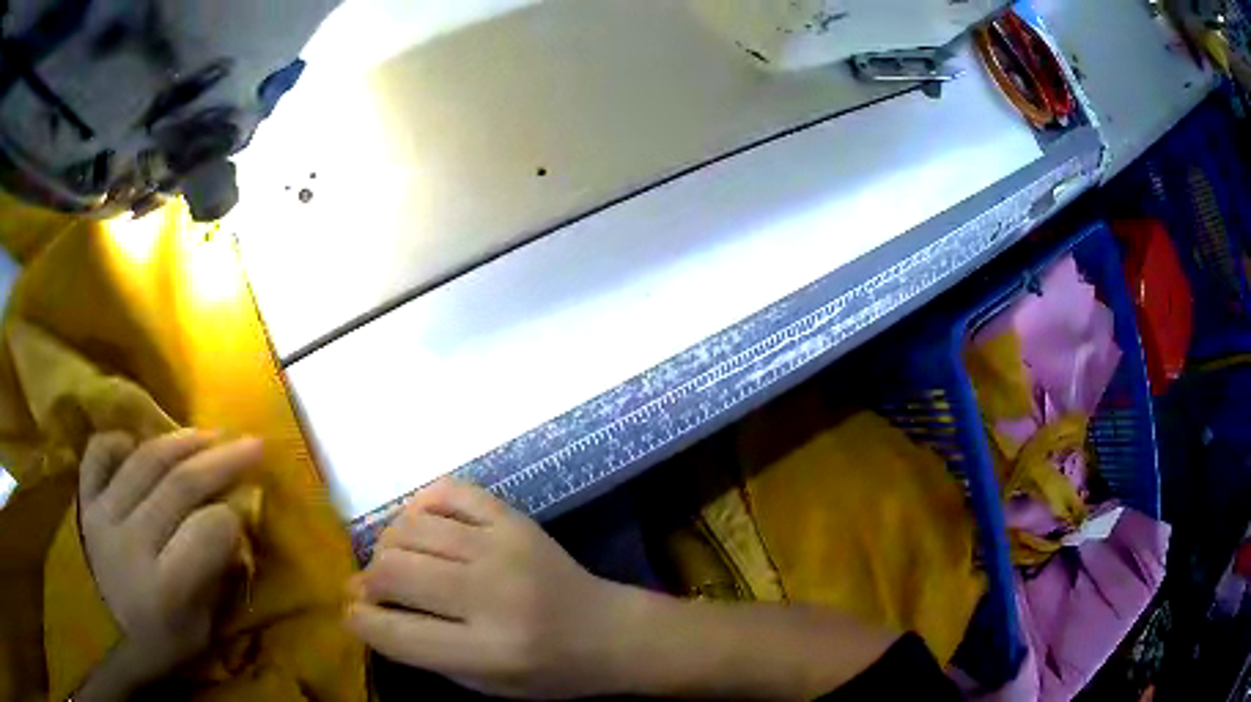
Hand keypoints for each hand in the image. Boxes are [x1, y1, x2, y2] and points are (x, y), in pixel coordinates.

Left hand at [77, 430, 261, 687]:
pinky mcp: (85, 502)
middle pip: (180, 486)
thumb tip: (235, 520)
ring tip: (209, 435)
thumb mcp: (205, 627)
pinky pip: (98, 453)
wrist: (114, 638)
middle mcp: (131, 545)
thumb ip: (217, 573)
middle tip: (252, 443)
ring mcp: (102, 517)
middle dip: (222, 460)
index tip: (248, 507)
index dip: (234, 516)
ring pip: (145, 461)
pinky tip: (137, 445)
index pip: (208, 532)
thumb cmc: (168, 641)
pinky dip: (119, 442)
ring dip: (182, 441)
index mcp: (166, 589)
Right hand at [347, 478, 631, 699]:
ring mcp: (504, 547)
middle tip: (368, 590)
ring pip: (411, 528)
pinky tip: (420, 528)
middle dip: (366, 582)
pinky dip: (420, 506)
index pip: (396, 632)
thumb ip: (424, 651)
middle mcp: (493, 595)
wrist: (610, 631)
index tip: (352, 615)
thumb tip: (366, 609)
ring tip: (393, 562)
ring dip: (387, 546)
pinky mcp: (514, 518)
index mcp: (489, 651)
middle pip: (395, 571)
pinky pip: (447, 491)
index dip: (361, 621)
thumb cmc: (549, 672)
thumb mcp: (486, 684)